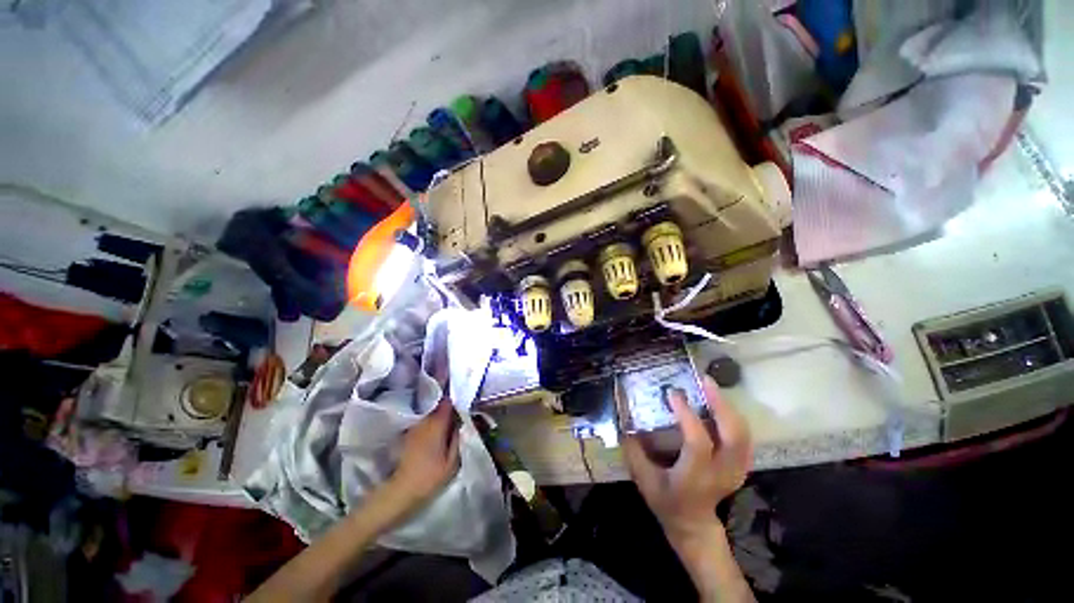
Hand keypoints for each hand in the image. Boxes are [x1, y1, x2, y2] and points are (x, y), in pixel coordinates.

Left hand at [388, 398, 460, 509]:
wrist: (401, 490)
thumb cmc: (430, 476)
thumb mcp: (453, 461)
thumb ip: (457, 438)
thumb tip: (460, 423)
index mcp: (437, 424)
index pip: (447, 403)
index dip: (455, 402)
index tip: (462, 406)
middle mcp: (424, 421)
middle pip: (438, 407)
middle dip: (447, 410)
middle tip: (456, 420)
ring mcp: (414, 427)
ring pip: (430, 415)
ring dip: (438, 418)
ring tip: (446, 428)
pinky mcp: (407, 435)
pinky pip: (423, 424)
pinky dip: (429, 426)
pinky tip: (433, 436)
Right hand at [623, 375, 751, 544]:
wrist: (693, 524)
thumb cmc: (665, 501)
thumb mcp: (643, 479)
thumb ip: (633, 449)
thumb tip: (626, 418)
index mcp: (694, 477)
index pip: (698, 443)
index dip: (687, 416)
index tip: (673, 393)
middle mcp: (720, 473)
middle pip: (733, 436)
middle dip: (721, 404)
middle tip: (705, 381)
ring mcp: (735, 471)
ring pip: (743, 434)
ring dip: (728, 407)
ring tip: (711, 386)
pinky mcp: (740, 466)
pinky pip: (744, 437)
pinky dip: (733, 417)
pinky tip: (719, 403)